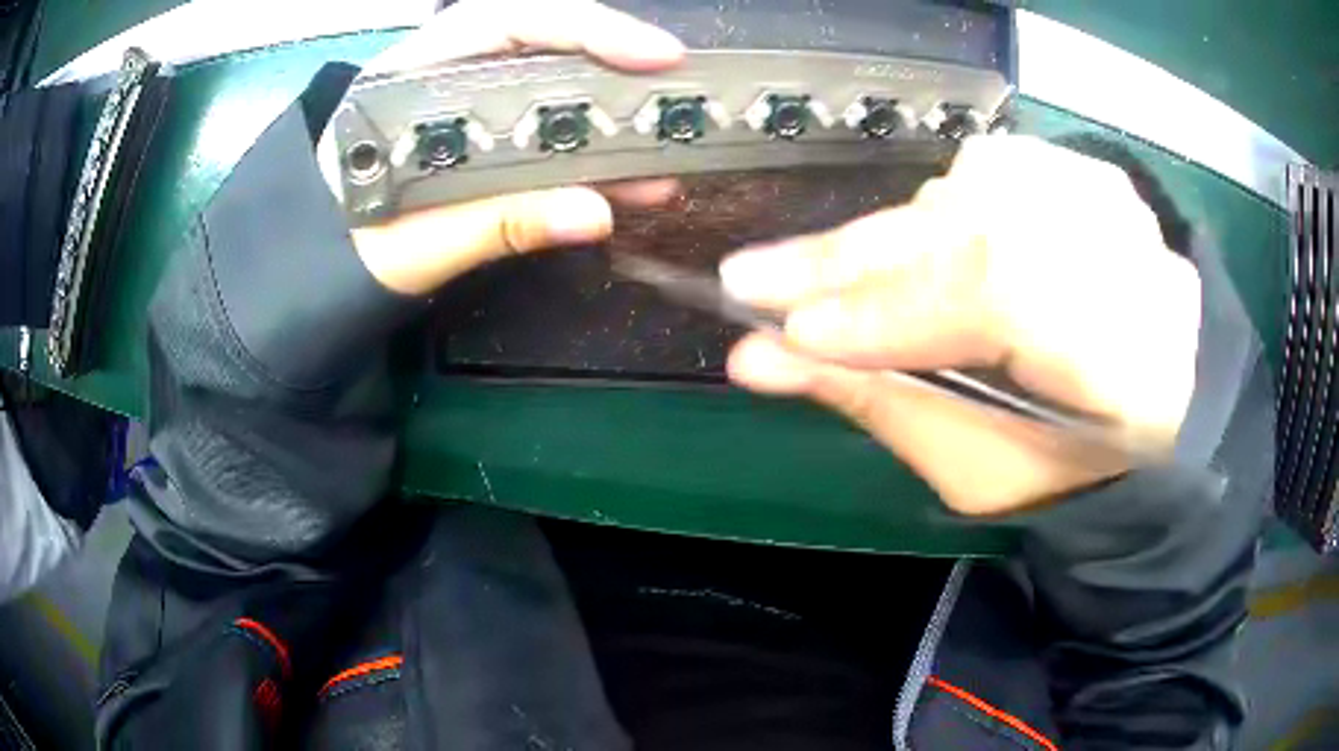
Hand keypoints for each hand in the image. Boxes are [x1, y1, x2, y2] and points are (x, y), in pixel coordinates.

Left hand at [339, 0, 684, 294]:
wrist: (314, 274)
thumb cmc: (342, 251)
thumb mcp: (412, 241)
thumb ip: (494, 224)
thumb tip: (595, 213)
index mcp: (407, 79)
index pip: (504, 23)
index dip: (584, 28)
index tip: (653, 54)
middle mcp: (441, 77)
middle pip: (539, 45)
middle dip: (613, 63)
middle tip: (677, 92)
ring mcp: (463, 108)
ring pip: (548, 89)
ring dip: (610, 118)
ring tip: (664, 154)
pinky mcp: (479, 142)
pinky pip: (543, 133)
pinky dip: (589, 154)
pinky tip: (625, 181)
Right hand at [721, 136, 1201, 515]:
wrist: (1145, 409)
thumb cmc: (1064, 463)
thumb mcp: (977, 466)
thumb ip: (881, 401)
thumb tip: (759, 359)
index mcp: (1126, 359)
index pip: (998, 301)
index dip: (889, 314)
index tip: (786, 332)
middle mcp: (1128, 258)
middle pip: (977, 234)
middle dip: (858, 261)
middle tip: (758, 277)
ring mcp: (1113, 205)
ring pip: (975, 192)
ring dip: (893, 236)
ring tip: (833, 275)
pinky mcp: (1090, 179)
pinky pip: (994, 173)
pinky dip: (938, 209)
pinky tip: (918, 246)